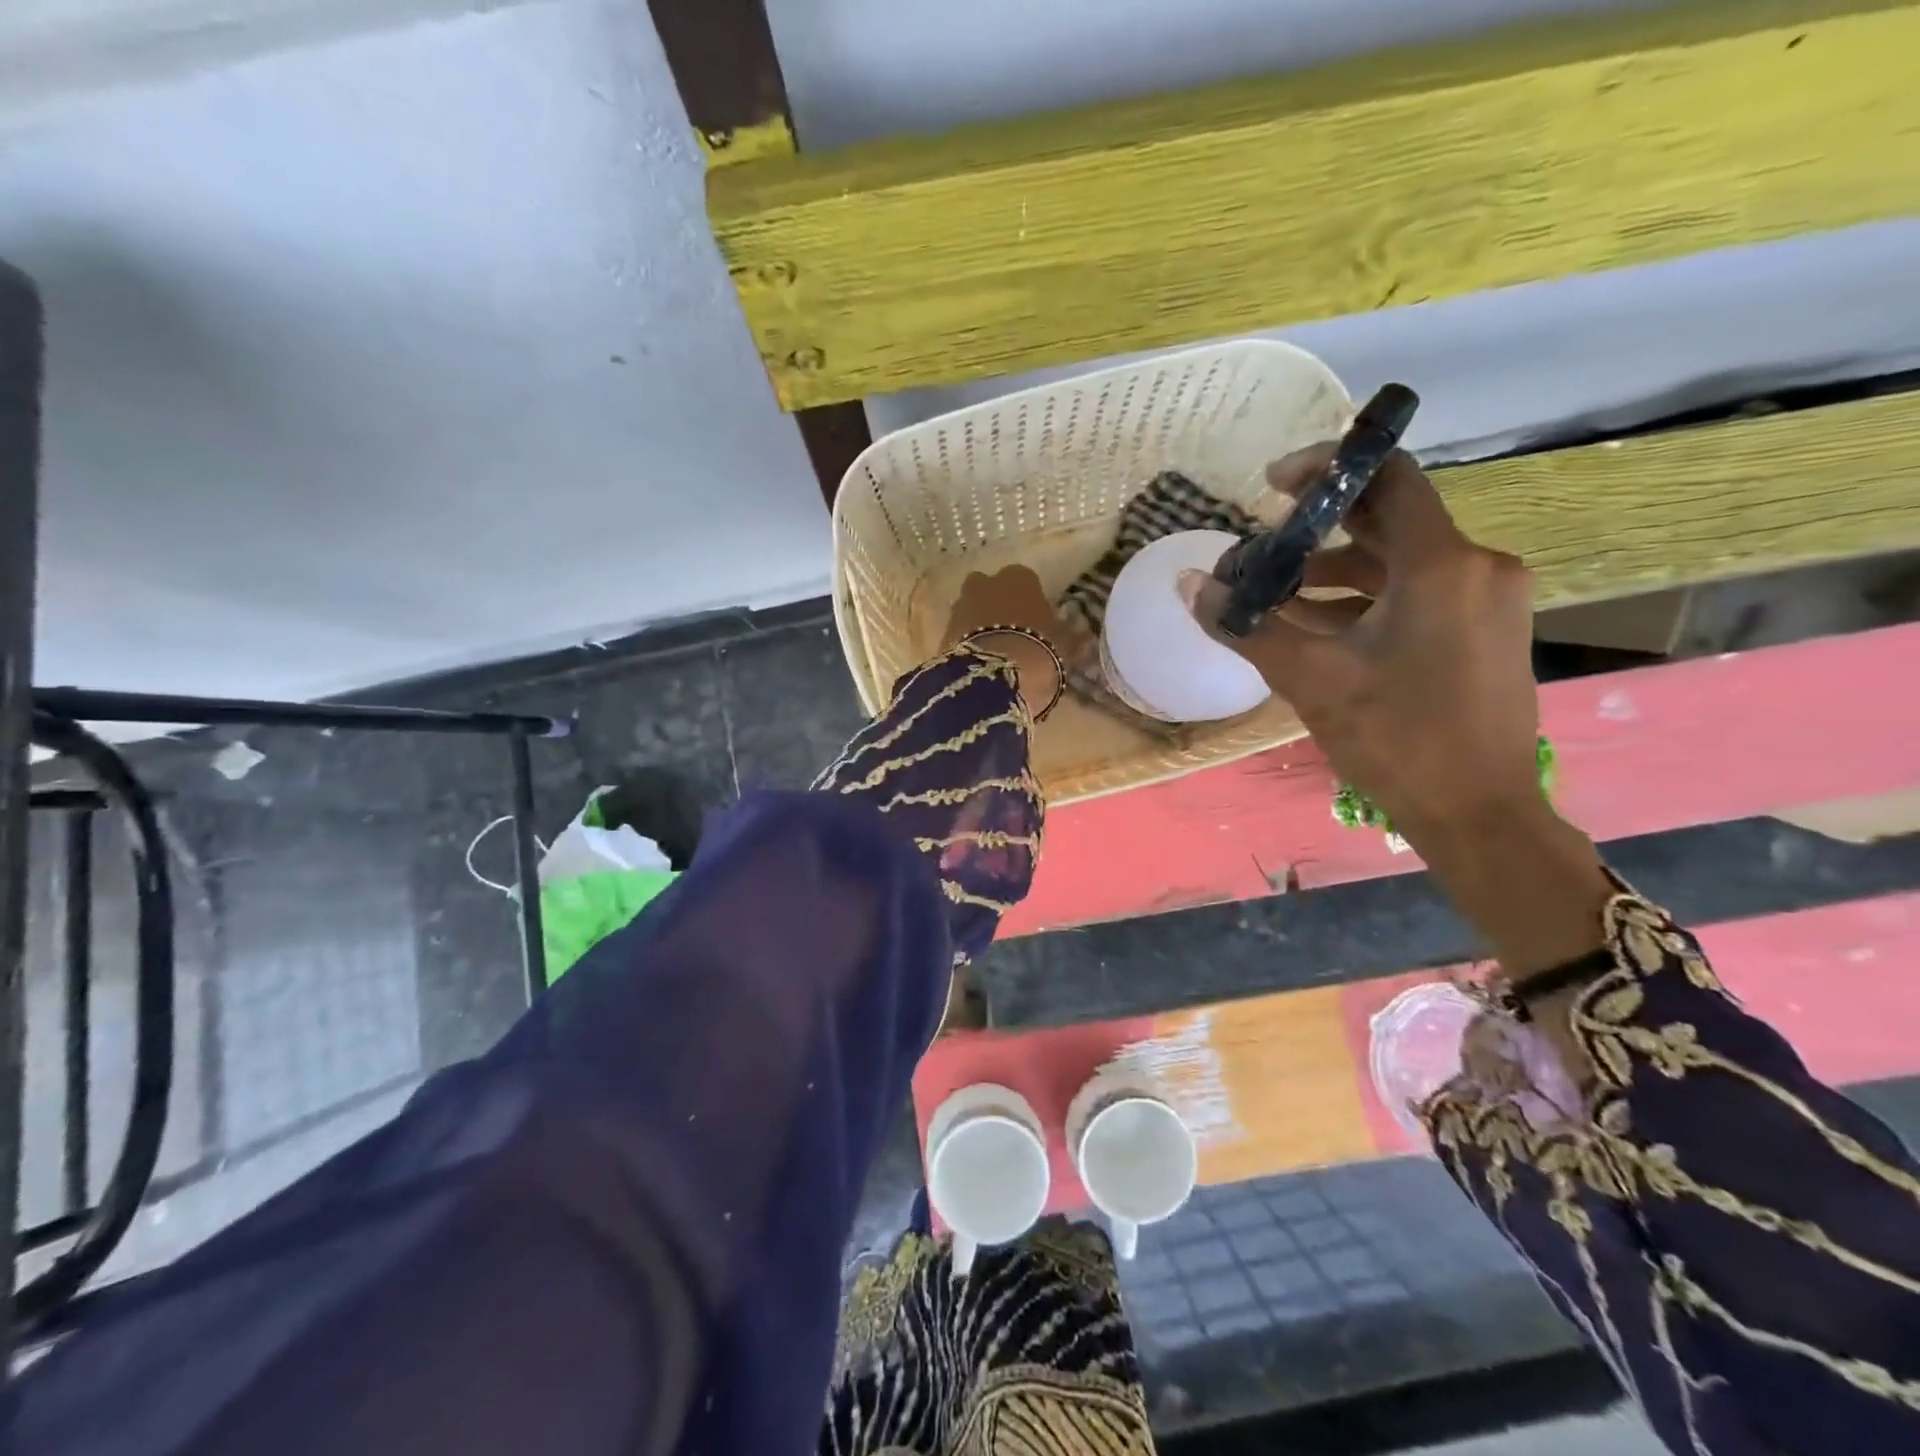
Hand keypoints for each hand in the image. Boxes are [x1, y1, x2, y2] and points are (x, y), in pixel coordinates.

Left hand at [941, 567, 1070, 721]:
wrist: (995, 676)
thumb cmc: (1040, 651)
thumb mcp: (1065, 645)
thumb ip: (1070, 635)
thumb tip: (1081, 633)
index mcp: (1020, 577)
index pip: (1026, 583)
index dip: (1029, 604)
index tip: (1036, 625)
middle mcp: (986, 582)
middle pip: (991, 591)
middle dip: (998, 608)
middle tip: (1011, 636)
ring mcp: (960, 605)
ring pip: (972, 610)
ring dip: (979, 625)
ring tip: (993, 654)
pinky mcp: (942, 631)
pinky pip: (959, 633)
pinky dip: (966, 644)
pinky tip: (977, 664)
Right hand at [1186, 446, 1613, 991]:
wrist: (1478, 813)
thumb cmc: (1396, 739)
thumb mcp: (1311, 680)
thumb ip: (1248, 626)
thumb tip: (1190, 586)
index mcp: (1442, 565)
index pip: (1388, 477)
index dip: (1327, 466)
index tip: (1272, 486)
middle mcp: (1475, 567)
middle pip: (1389, 520)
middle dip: (1318, 527)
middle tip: (1262, 541)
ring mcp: (1486, 601)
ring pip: (1399, 562)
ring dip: (1334, 571)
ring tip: (1274, 595)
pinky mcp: (1484, 631)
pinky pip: (1417, 594)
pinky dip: (1364, 600)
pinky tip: (1315, 626)